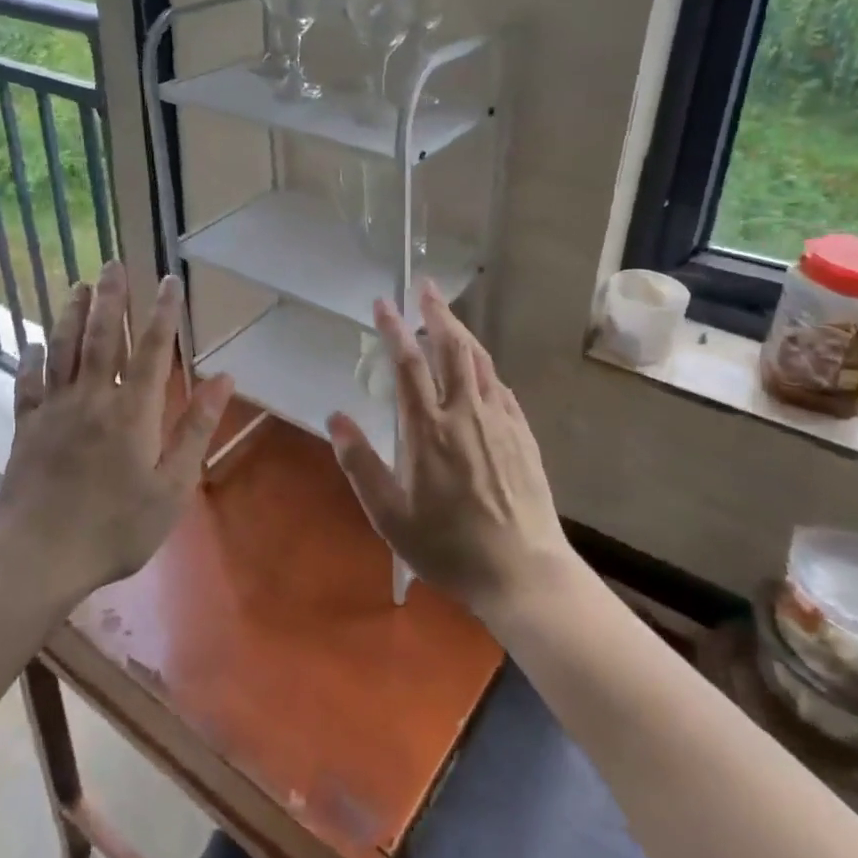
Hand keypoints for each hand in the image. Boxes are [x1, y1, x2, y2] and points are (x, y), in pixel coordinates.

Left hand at [0, 263, 233, 598]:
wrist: (38, 557)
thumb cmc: (115, 527)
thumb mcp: (172, 488)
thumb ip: (196, 429)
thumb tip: (224, 380)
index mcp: (131, 411)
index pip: (150, 349)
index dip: (162, 313)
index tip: (169, 280)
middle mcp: (91, 398)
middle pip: (100, 337)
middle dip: (110, 298)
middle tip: (112, 263)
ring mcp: (54, 411)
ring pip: (62, 350)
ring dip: (71, 314)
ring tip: (78, 285)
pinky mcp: (26, 429)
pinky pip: (28, 384)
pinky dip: (31, 360)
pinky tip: (32, 344)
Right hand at [327, 280, 573, 617]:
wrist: (522, 571)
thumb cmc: (448, 546)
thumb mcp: (389, 515)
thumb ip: (360, 463)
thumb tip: (335, 417)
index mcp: (428, 428)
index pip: (408, 363)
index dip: (393, 328)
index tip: (383, 302)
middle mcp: (465, 412)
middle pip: (451, 347)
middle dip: (436, 313)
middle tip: (426, 287)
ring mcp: (499, 420)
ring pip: (480, 360)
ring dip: (462, 332)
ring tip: (448, 315)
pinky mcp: (522, 433)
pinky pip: (501, 386)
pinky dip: (485, 366)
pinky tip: (482, 367)